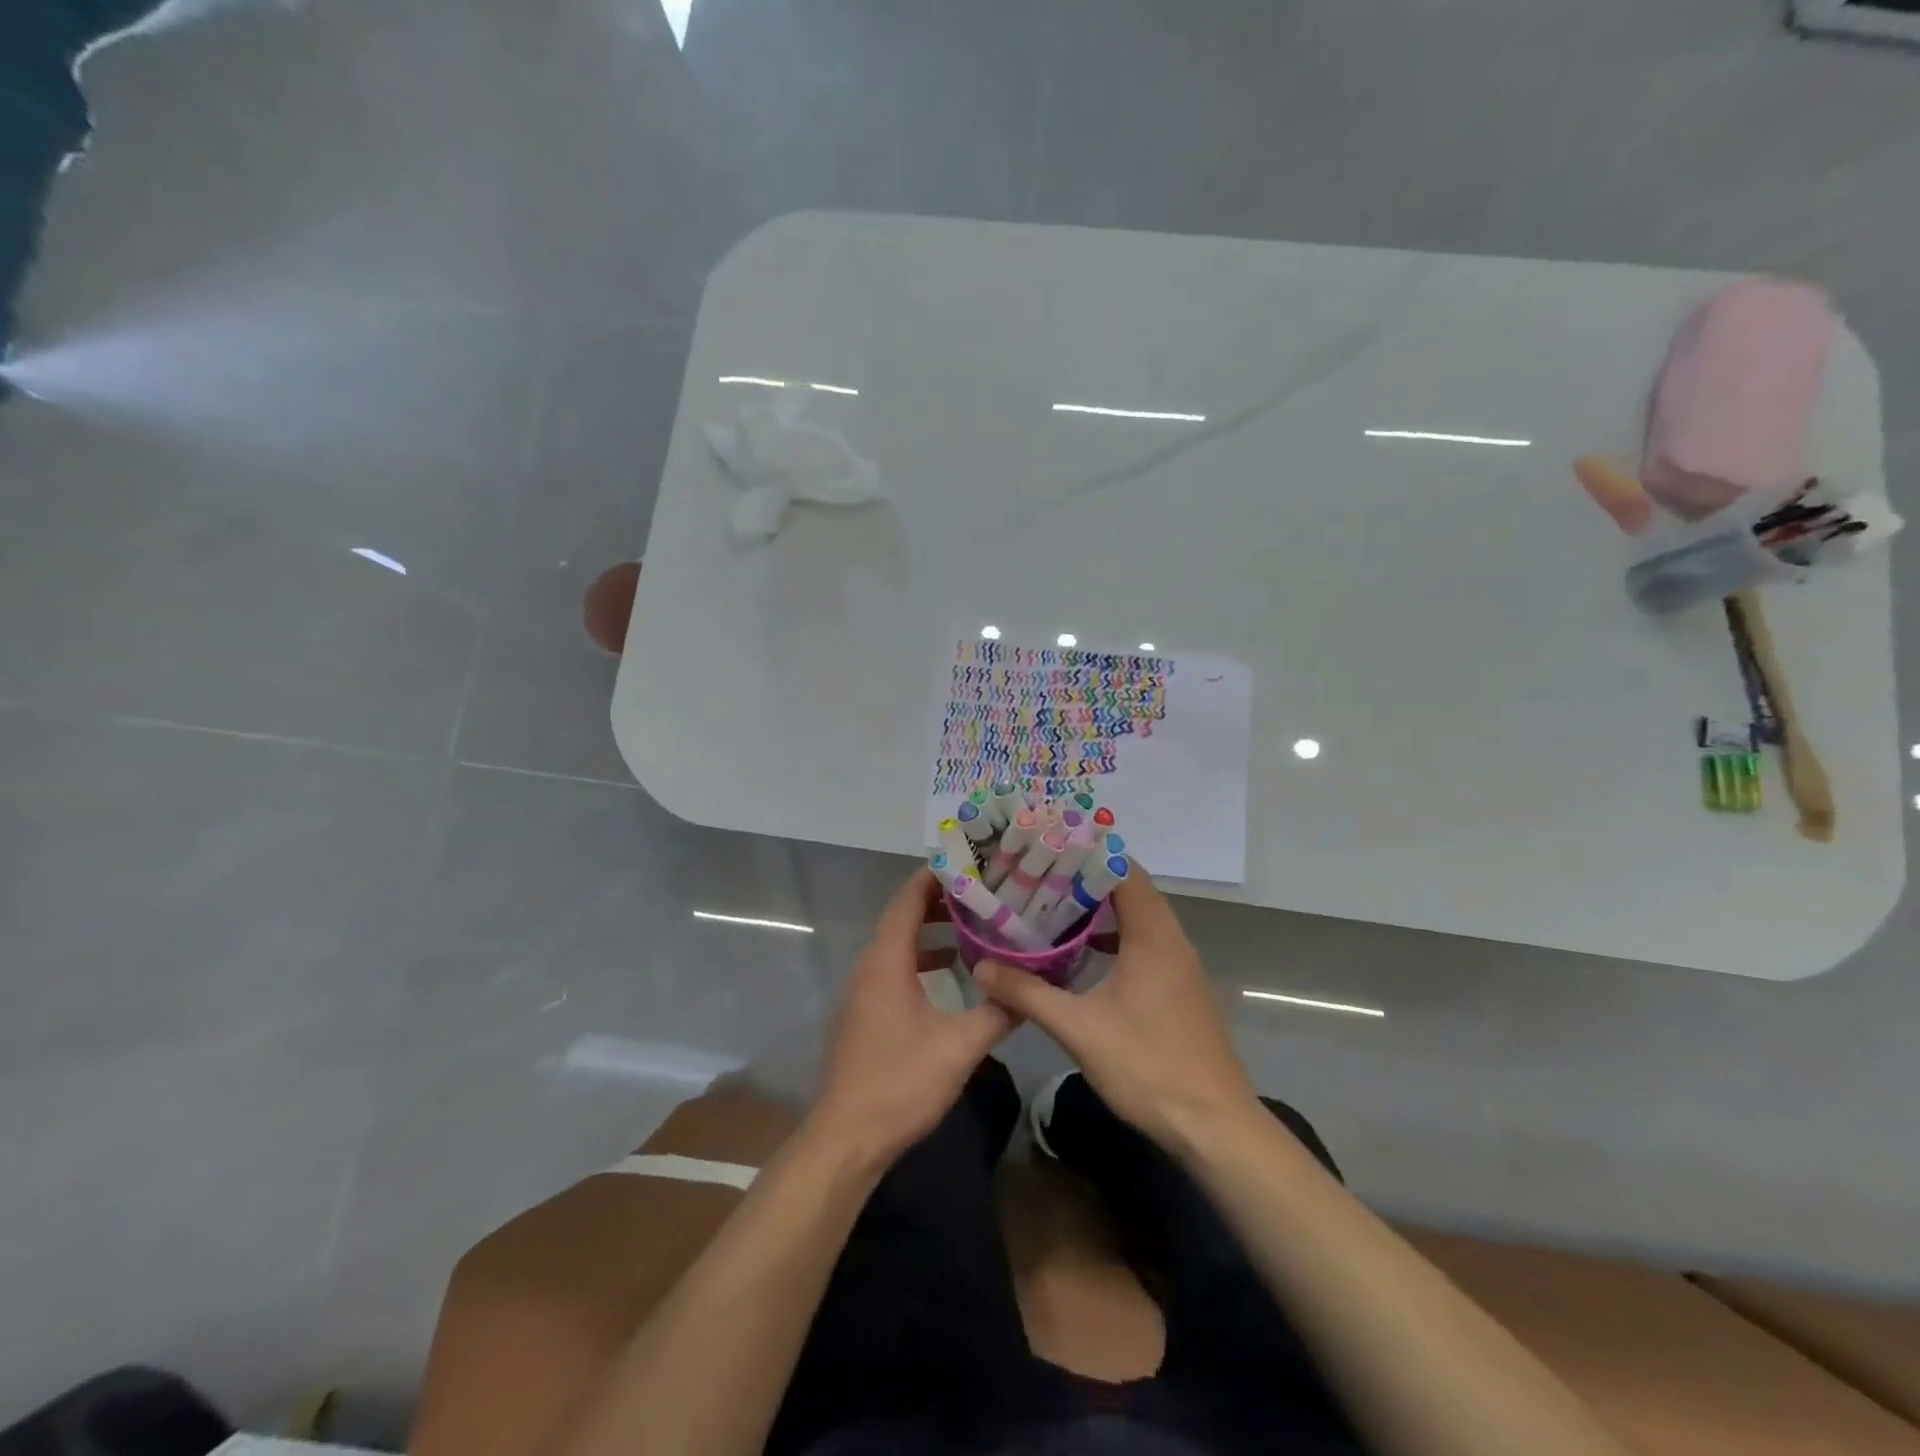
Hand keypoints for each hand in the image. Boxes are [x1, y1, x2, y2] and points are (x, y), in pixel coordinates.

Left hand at [809, 867, 1015, 1164]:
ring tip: (974, 921)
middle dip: (940, 899)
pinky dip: (922, 956)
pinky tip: (952, 969)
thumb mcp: (960, 1048)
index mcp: (886, 961)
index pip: (908, 899)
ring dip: (931, 929)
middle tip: (983, 889)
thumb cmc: (900, 1083)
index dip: (935, 876)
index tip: (970, 861)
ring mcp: (864, 988)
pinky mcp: (866, 1010)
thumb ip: (998, 1013)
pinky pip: (895, 965)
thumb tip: (1031, 988)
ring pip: (899, 942)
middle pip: (903, 915)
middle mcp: (869, 965)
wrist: (847, 1137)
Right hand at [971, 867, 1256, 1150]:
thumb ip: (1028, 994)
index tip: (1045, 849)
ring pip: (1136, 920)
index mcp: (1153, 936)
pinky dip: (1111, 939)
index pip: (1123, 871)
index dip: (1086, 854)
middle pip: (1129, 891)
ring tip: (1049, 906)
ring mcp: (1178, 967)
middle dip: (1084, 880)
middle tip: (1036, 876)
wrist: (1215, 1128)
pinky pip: (1142, 946)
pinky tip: (1078, 954)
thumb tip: (982, 968)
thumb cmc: (1149, 1067)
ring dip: (1098, 911)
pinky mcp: (1177, 990)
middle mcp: (1171, 941)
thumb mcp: (1079, 1029)